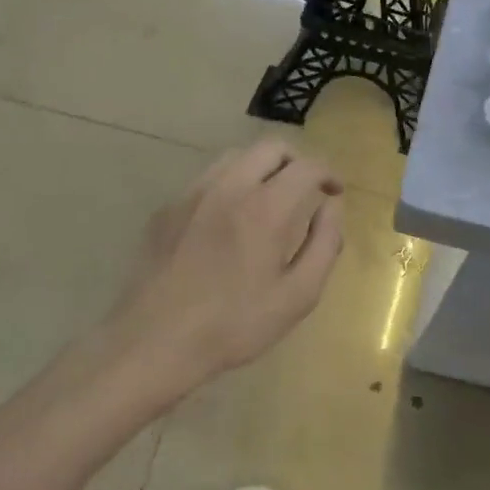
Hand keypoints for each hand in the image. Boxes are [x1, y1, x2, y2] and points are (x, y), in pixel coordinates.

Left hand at [101, 140, 343, 406]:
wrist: (155, 342)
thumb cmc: (235, 325)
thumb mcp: (298, 295)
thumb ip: (324, 244)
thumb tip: (331, 207)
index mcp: (265, 208)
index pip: (306, 166)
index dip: (328, 173)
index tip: (334, 191)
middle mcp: (228, 188)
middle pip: (270, 148)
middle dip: (296, 161)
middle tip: (306, 189)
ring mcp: (192, 195)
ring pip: (235, 157)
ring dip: (262, 168)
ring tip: (270, 199)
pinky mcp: (167, 209)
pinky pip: (206, 179)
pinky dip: (230, 184)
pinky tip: (230, 219)